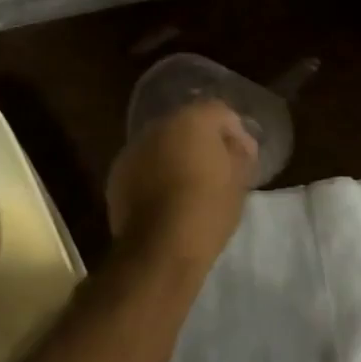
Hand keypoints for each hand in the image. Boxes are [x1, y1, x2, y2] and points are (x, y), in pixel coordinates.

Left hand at [107, 98, 256, 265]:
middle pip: (187, 124)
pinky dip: (156, 174)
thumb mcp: (238, 182)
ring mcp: (133, 150)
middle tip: (218, 168)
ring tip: (190, 185)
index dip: (236, 132)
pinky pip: (145, 166)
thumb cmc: (207, 210)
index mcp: (191, 120)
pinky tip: (167, 198)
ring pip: (163, 144)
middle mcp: (158, 126)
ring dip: (177, 156)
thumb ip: (240, 154)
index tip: (244, 157)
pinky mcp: (116, 175)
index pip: (220, 112)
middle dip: (203, 142)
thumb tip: (238, 146)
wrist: (158, 249)